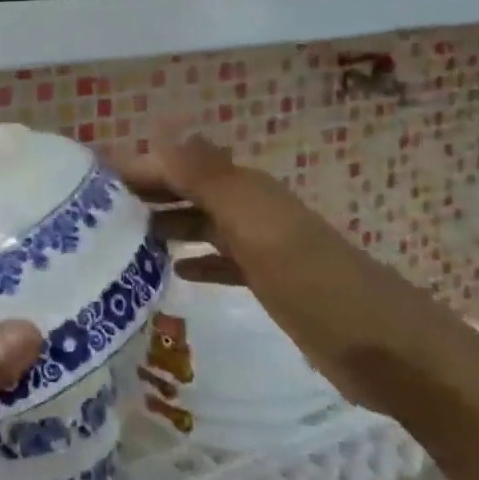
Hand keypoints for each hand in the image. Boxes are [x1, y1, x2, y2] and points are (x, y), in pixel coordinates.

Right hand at [111, 133, 331, 287]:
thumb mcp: (256, 227)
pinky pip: (222, 260)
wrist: (386, 349)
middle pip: (188, 190)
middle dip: (147, 194)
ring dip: (166, 224)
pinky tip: (175, 272)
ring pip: (202, 223)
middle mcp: (251, 209)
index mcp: (245, 190)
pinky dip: (198, 260)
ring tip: (122, 241)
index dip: (140, 168)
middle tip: (95, 214)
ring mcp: (262, 246)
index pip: (179, 165)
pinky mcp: (271, 281)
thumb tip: (160, 129)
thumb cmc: (312, 283)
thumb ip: (207, 178)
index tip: (92, 182)